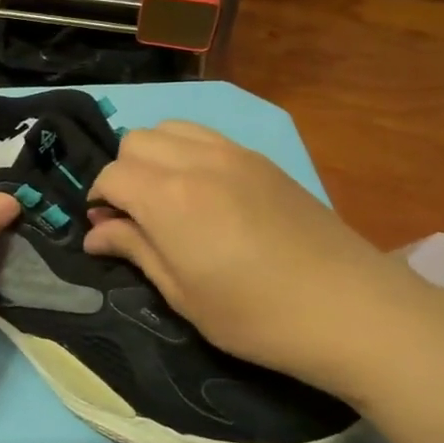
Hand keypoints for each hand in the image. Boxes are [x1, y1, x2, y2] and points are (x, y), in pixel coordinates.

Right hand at [85, 122, 411, 391]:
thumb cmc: (254, 315)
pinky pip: (206, 136)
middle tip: (134, 215)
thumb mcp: (183, 294)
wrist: (348, 307)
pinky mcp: (261, 159)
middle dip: (122, 172)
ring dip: (154, 155)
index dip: (98, 199)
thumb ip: (135, 250)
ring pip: (171, 128)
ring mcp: (233, 153)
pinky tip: (202, 191)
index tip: (104, 229)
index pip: (111, 174)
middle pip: (136, 141)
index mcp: (169, 198)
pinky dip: (186, 151)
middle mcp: (196, 161)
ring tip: (165, 197)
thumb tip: (95, 234)